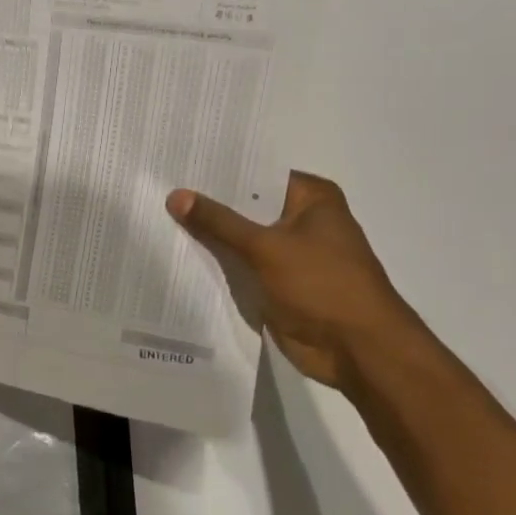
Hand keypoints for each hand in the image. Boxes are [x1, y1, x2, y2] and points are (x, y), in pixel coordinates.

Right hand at [167, 173, 424, 391]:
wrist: (356, 349)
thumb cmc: (322, 285)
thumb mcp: (265, 247)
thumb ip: (218, 222)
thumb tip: (176, 195)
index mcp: (312, 199)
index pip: (256, 174)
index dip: (218, 171)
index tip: (178, 164)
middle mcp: (303, 220)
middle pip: (246, 206)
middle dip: (208, 204)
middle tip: (158, 191)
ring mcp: (291, 254)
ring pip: (240, 238)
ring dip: (210, 237)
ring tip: (158, 220)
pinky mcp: (278, 283)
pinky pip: (241, 266)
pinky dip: (218, 264)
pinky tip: (178, 256)